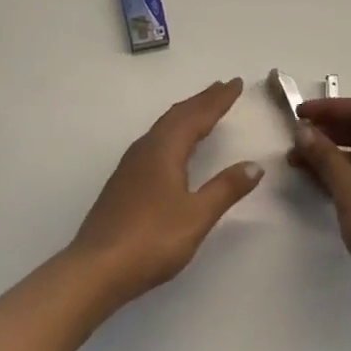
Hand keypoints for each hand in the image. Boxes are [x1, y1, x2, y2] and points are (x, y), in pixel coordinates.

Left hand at [67, 78, 262, 304]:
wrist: (96, 268)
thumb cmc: (151, 240)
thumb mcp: (196, 216)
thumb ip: (226, 189)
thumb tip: (254, 165)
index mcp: (165, 150)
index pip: (197, 116)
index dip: (218, 99)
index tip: (236, 83)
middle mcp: (146, 148)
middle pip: (178, 115)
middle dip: (202, 100)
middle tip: (223, 88)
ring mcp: (131, 164)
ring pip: (164, 126)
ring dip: (186, 114)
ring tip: (203, 109)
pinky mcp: (124, 180)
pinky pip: (156, 140)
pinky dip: (174, 131)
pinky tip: (174, 145)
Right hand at [290, 98, 350, 324]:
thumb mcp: (348, 188)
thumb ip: (324, 155)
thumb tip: (303, 130)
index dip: (329, 109)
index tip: (299, 114)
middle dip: (330, 132)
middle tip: (298, 137)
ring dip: (334, 156)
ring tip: (300, 161)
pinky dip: (346, 176)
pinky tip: (320, 182)